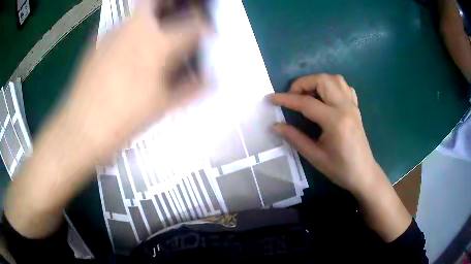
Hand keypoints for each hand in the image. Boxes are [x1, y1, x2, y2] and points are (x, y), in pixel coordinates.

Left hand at [54, 0, 207, 165]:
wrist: (81, 129)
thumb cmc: (123, 120)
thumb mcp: (161, 106)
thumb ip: (189, 89)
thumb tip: (209, 81)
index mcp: (157, 44)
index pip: (194, 26)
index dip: (205, 29)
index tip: (207, 35)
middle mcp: (136, 28)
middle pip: (159, 1)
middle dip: (177, 5)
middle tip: (182, 16)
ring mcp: (114, 32)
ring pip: (140, 11)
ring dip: (154, 16)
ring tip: (157, 35)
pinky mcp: (98, 42)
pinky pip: (122, 26)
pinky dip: (133, 30)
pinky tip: (130, 50)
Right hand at [270, 74, 378, 193]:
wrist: (363, 173)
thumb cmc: (340, 169)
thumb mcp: (315, 157)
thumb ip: (295, 138)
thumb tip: (276, 126)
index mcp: (335, 121)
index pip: (306, 103)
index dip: (286, 99)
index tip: (271, 98)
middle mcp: (345, 107)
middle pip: (322, 81)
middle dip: (303, 83)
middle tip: (293, 97)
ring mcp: (352, 105)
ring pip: (334, 79)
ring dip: (318, 81)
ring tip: (308, 95)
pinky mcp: (356, 108)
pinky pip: (344, 87)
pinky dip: (332, 86)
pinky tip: (326, 98)